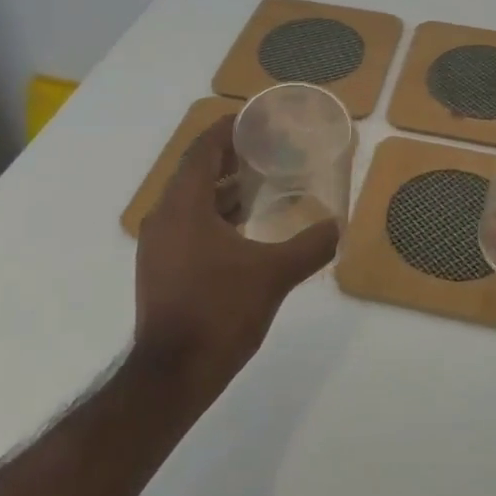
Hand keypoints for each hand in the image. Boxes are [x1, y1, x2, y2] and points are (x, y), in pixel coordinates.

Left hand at [134, 115, 337, 395]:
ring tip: (260, 184)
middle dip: (228, 157)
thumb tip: (338, 224)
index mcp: (184, 206)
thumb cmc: (220, 312)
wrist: (173, 376)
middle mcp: (163, 217)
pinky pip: (186, 223)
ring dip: (221, 188)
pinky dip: (212, 214)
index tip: (255, 120)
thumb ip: (310, 245)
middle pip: (195, 171)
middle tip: (266, 149)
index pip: (202, 149)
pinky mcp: (160, 267)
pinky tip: (243, 227)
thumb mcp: (274, 275)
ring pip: (190, 200)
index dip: (226, 129)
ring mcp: (158, 244)